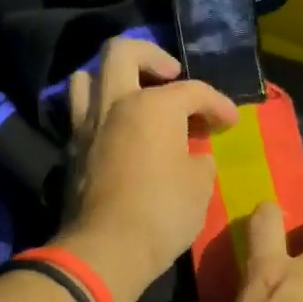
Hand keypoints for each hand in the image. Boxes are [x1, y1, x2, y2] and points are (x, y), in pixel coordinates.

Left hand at [58, 36, 238, 301]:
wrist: (106, 250)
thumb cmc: (163, 213)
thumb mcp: (200, 185)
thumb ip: (199, 158)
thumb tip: (193, 154)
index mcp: (153, 105)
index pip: (193, 91)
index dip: (218, 103)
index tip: (231, 121)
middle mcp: (116, 103)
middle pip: (123, 51)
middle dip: (152, 56)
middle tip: (172, 76)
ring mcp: (87, 124)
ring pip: (88, 75)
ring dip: (112, 77)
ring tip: (134, 96)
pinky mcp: (71, 150)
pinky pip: (79, 112)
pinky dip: (98, 110)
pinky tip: (119, 130)